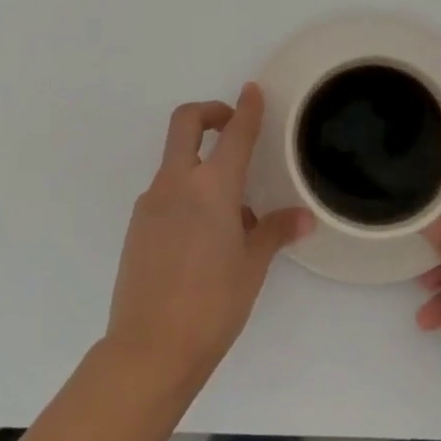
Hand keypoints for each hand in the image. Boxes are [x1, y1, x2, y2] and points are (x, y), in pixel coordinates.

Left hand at [105, 85, 312, 397]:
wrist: (150, 349)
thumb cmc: (213, 304)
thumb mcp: (252, 266)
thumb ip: (275, 231)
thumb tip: (303, 216)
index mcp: (212, 187)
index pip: (234, 134)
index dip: (246, 108)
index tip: (251, 90)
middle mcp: (177, 184)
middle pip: (186, 123)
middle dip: (209, 112)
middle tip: (229, 125)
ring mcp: (151, 203)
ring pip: (175, 162)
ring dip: (199, 163)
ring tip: (230, 210)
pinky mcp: (137, 226)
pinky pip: (166, 194)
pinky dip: (186, 195)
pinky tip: (203, 237)